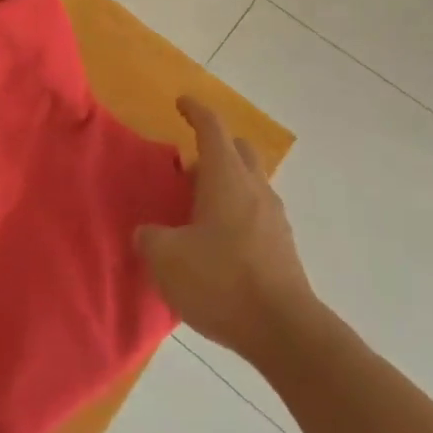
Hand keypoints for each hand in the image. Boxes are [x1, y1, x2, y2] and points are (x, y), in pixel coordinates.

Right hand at [135, 96, 312, 359]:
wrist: (284, 330)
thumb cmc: (222, 281)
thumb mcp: (167, 259)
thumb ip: (150, 238)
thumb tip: (148, 233)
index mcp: (226, 176)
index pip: (212, 128)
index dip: (195, 110)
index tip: (181, 103)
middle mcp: (254, 187)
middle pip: (238, 149)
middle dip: (214, 148)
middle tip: (187, 166)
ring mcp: (274, 216)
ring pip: (249, 181)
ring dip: (226, 182)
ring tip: (198, 208)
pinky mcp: (283, 245)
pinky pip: (256, 212)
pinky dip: (237, 211)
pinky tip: (218, 241)